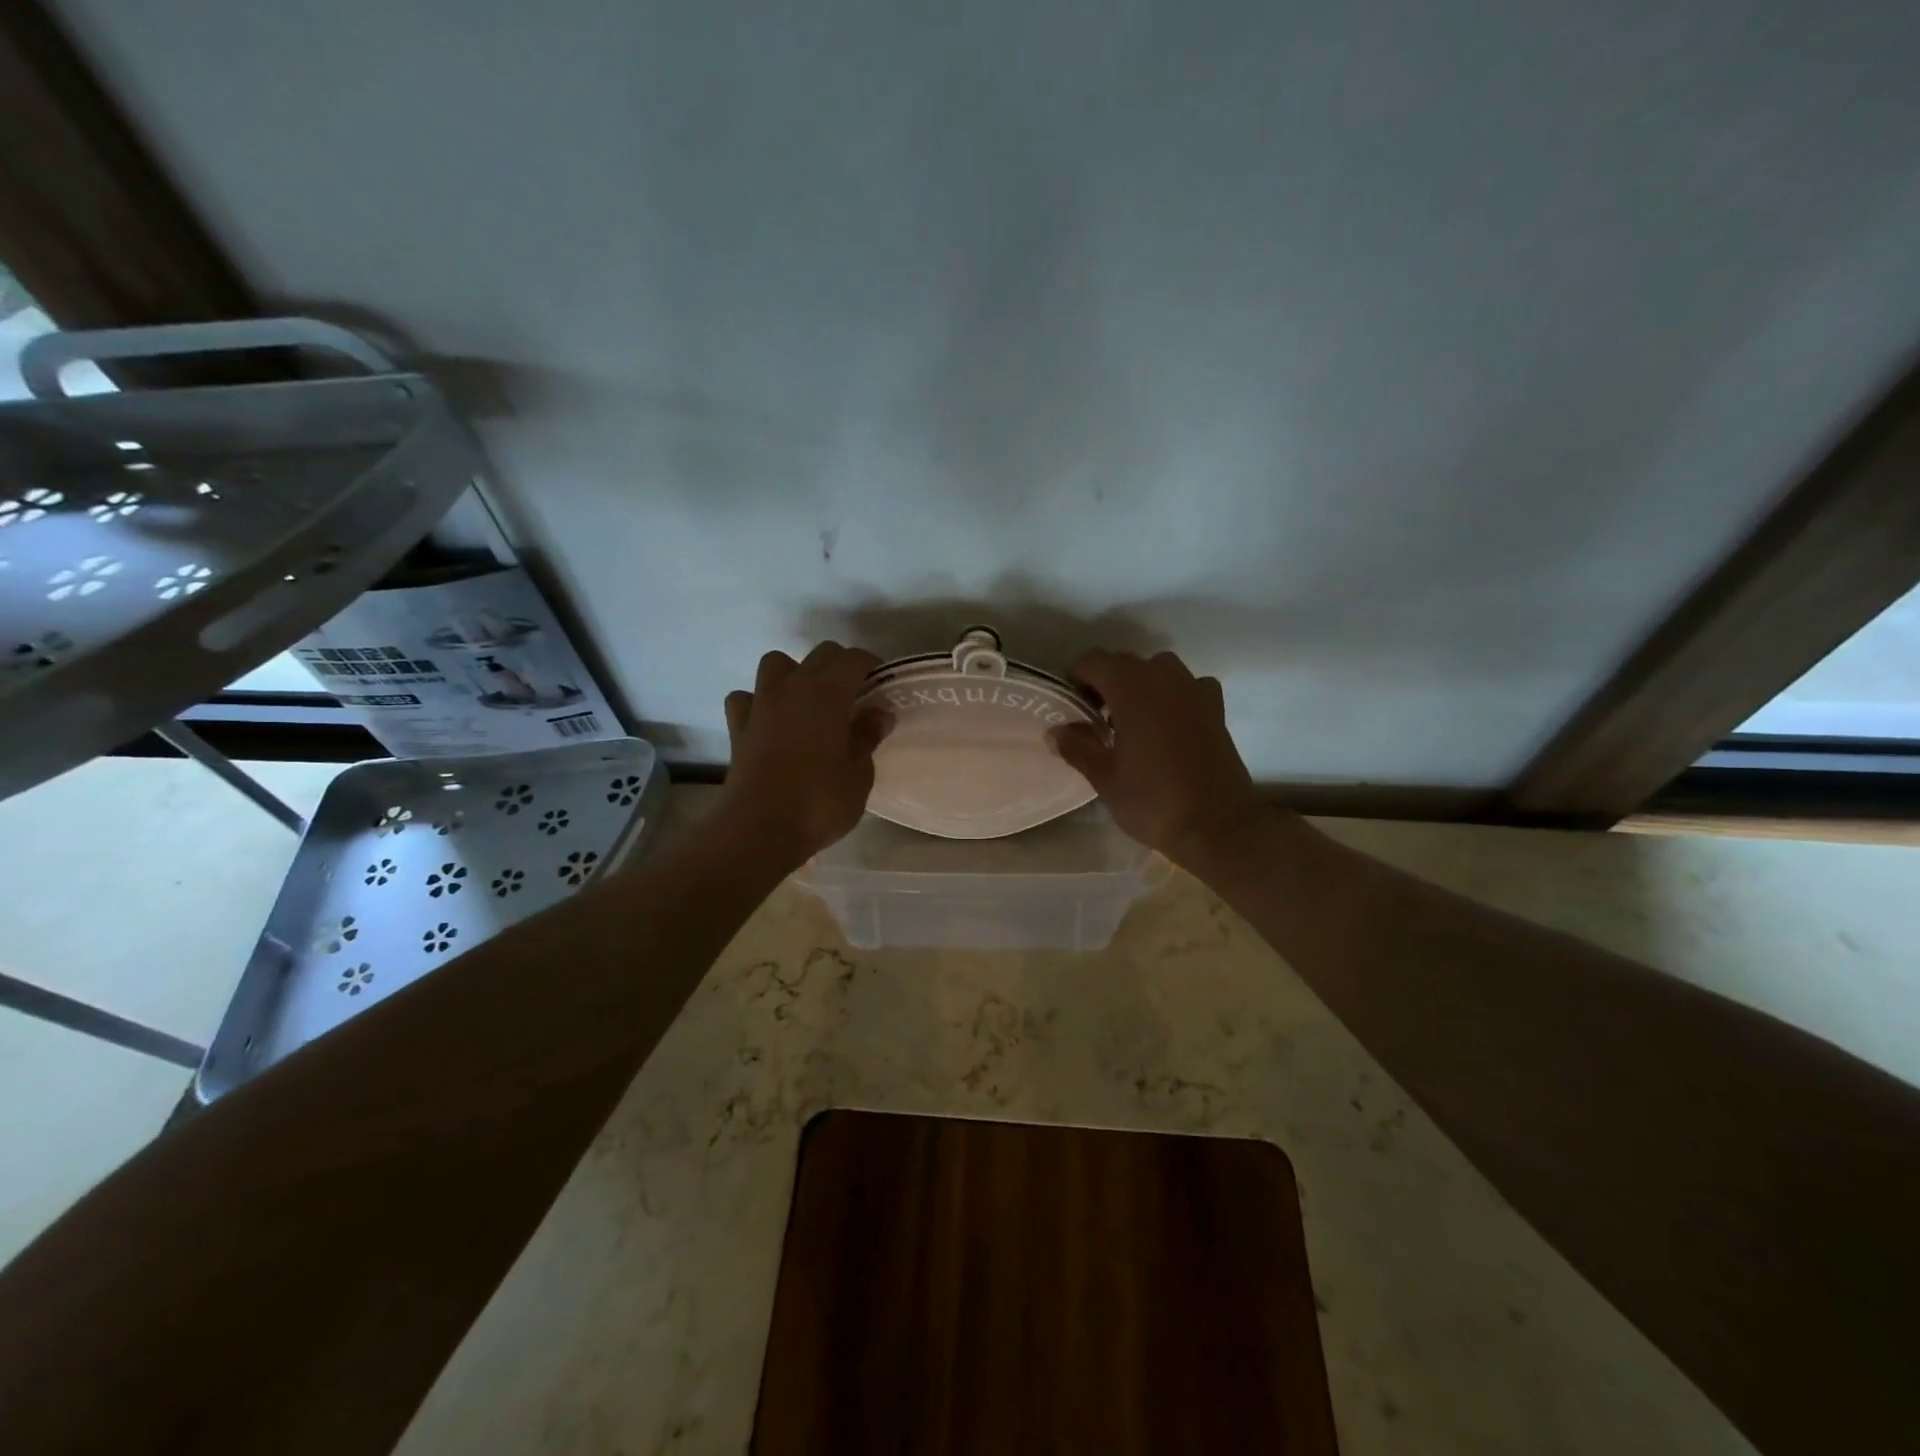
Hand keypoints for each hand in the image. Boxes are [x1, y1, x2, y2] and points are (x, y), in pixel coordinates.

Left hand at [718, 642, 888, 864]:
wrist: (759, 830)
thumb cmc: (819, 803)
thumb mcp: (859, 775)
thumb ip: (867, 738)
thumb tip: (879, 714)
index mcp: (828, 694)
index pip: (853, 659)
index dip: (871, 664)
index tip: (881, 683)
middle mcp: (793, 688)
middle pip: (819, 654)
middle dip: (840, 665)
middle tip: (854, 693)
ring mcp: (761, 705)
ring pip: (776, 663)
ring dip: (794, 673)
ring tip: (808, 700)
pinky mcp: (738, 727)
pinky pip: (746, 698)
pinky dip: (758, 702)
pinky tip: (770, 721)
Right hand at [1050, 650, 1263, 867]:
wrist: (1218, 825)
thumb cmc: (1153, 800)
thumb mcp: (1105, 778)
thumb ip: (1077, 748)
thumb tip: (1054, 732)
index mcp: (1131, 688)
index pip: (1093, 662)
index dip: (1075, 679)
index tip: (1069, 706)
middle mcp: (1163, 677)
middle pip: (1124, 663)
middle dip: (1104, 683)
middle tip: (1094, 719)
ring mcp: (1194, 689)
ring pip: (1157, 670)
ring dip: (1138, 686)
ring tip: (1130, 721)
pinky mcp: (1215, 707)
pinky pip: (1187, 686)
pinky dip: (1173, 695)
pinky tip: (1168, 722)